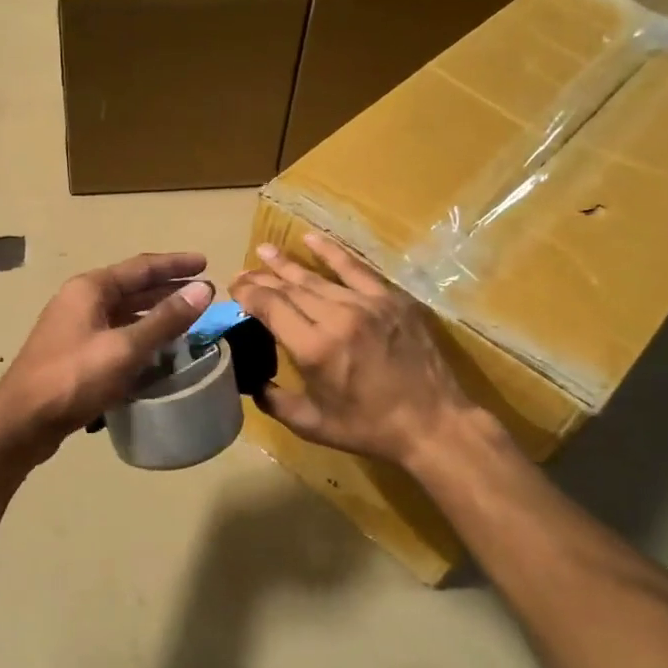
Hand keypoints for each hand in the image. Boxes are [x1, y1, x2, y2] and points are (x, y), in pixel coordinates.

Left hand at [0, 252, 213, 462]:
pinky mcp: (75, 355)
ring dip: (155, 314)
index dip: (175, 265)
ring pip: (124, 313)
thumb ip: (165, 320)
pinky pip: (115, 335)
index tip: (206, 263)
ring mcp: (75, 328)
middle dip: (168, 289)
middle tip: (203, 293)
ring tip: (188, 319)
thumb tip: (203, 290)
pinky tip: (158, 350)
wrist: (21, 422)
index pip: (141, 267)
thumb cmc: (73, 378)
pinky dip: (139, 337)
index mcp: (90, 289)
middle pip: (132, 288)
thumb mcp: (124, 348)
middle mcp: (81, 301)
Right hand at [230, 232, 492, 469]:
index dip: (248, 294)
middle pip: (290, 288)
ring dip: (287, 263)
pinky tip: (311, 238)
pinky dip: (331, 252)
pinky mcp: (391, 299)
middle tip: (242, 272)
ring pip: (317, 277)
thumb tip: (251, 381)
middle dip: (262, 278)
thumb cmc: (369, 428)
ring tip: (265, 250)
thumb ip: (274, 401)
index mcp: (314, 349)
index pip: (271, 307)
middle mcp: (337, 318)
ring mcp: (367, 304)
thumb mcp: (312, 425)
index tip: (234, 289)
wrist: (433, 423)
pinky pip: (355, 268)